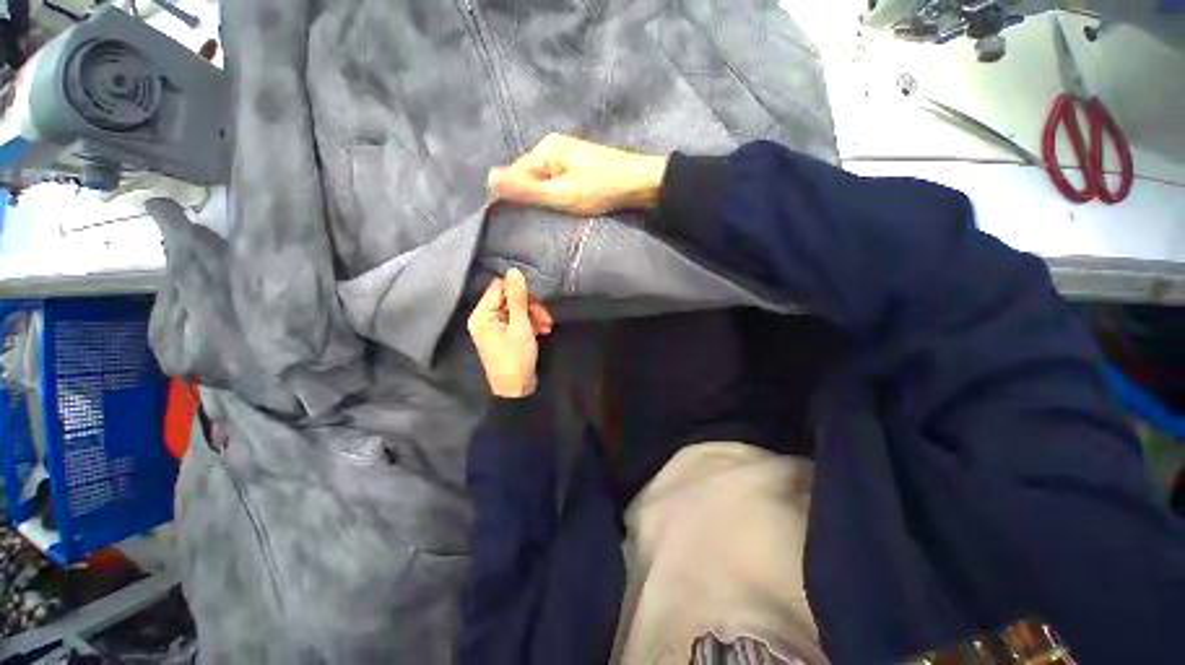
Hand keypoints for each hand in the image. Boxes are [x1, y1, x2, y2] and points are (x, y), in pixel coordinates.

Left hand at [468, 268, 553, 398]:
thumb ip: (518, 298)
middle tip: (546, 318)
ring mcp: (494, 327)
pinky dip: (531, 323)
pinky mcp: (504, 334)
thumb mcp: (520, 326)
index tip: (536, 302)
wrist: (517, 390)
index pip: (499, 288)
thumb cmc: (516, 358)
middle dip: (530, 306)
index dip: (519, 291)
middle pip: (509, 298)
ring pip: (517, 309)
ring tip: (547, 326)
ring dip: (534, 315)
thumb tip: (514, 271)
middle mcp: (485, 318)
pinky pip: (517, 320)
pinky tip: (543, 330)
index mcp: (482, 315)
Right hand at [487, 134, 668, 215]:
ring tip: (546, 216)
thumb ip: (527, 190)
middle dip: (528, 197)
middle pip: (529, 175)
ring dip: (542, 197)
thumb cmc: (601, 189)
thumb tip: (487, 179)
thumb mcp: (562, 194)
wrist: (642, 183)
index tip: (512, 220)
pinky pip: (556, 180)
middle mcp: (553, 146)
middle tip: (533, 221)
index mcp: (546, 149)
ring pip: (543, 179)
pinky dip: (555, 194)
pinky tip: (560, 206)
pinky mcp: (579, 165)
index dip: (512, 196)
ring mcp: (568, 154)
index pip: (515, 173)